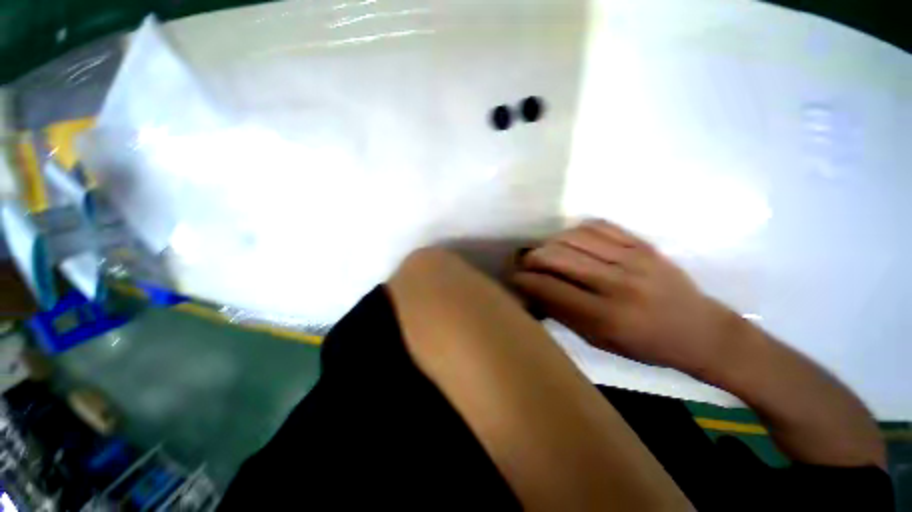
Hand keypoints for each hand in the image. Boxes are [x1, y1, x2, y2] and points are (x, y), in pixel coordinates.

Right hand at [511, 220, 739, 375]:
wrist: (700, 330)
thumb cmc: (645, 345)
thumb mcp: (599, 341)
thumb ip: (562, 313)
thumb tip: (532, 291)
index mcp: (606, 316)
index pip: (549, 288)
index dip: (524, 280)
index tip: (514, 278)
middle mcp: (616, 283)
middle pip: (557, 256)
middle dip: (531, 258)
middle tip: (526, 264)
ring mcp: (632, 259)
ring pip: (573, 237)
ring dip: (550, 243)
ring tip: (547, 252)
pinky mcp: (642, 244)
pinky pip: (598, 226)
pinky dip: (575, 230)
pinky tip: (571, 240)